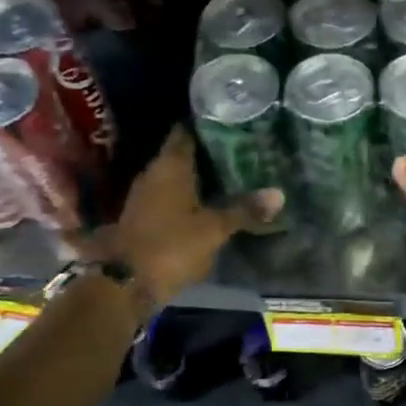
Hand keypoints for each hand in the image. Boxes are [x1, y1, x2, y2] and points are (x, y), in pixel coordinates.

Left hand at [96, 128, 282, 309]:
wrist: (126, 283)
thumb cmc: (171, 245)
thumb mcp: (214, 229)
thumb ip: (244, 209)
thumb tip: (279, 193)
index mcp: (170, 166)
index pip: (186, 132)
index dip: (205, 125)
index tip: (229, 122)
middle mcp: (153, 174)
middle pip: (181, 155)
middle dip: (207, 153)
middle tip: (239, 149)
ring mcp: (144, 197)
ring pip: (176, 178)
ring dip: (197, 177)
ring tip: (229, 175)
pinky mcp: (143, 219)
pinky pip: (170, 198)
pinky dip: (188, 198)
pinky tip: (208, 203)